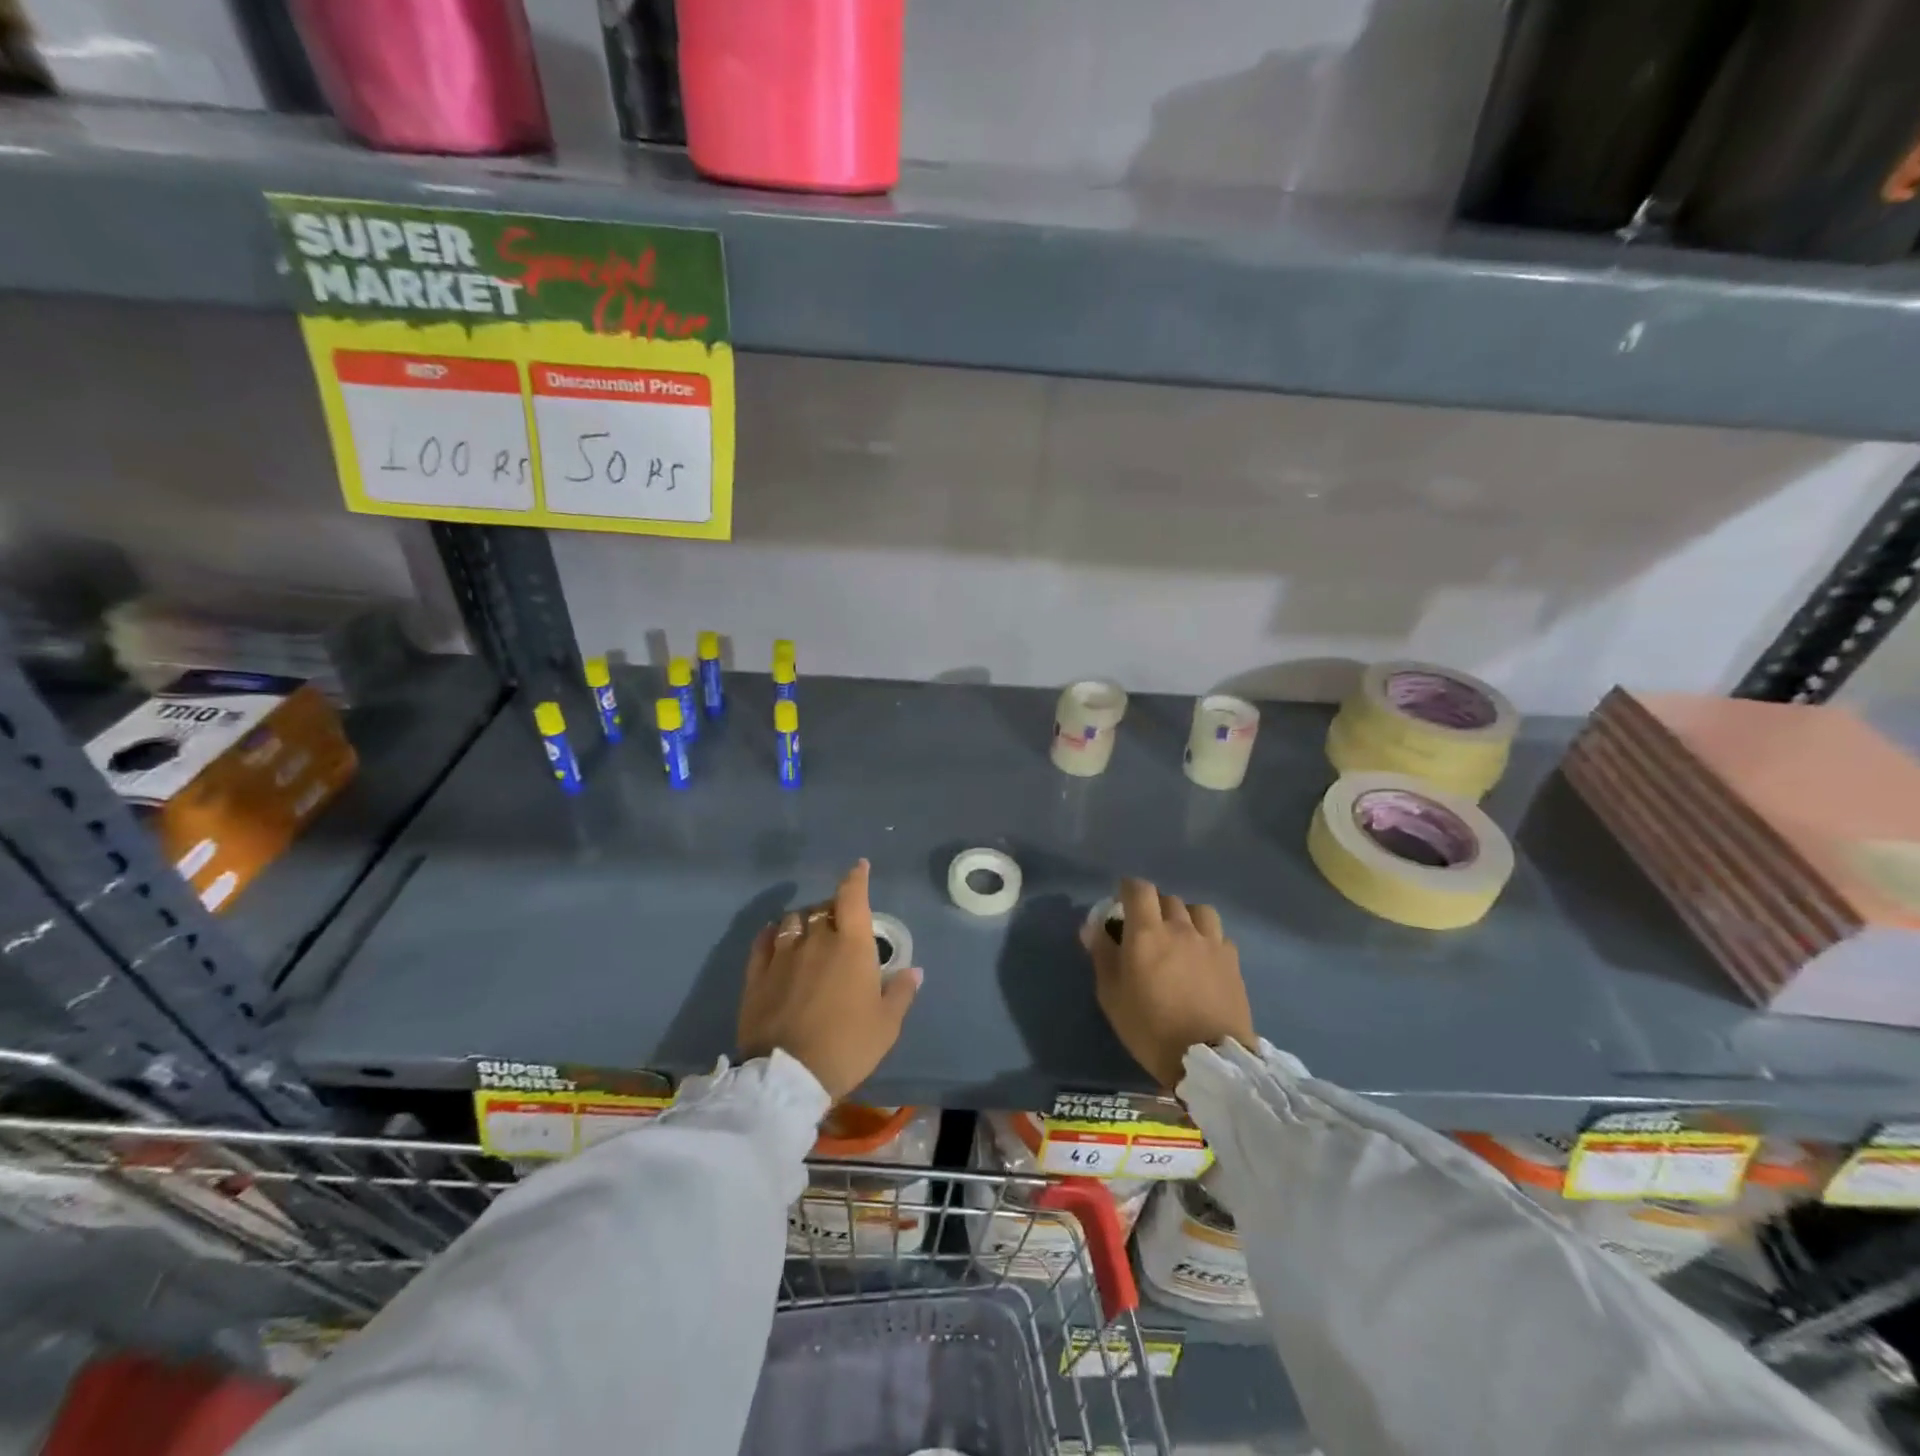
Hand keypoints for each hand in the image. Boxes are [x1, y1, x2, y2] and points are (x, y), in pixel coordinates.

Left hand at [738, 860, 920, 1100]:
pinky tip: (777, 937)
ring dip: (804, 920)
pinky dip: (773, 933)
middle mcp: (816, 940)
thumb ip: (900, 992)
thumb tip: (914, 970)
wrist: (787, 1077)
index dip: (856, 878)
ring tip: (809, 932)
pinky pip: (764, 940)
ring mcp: (782, 955)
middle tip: (841, 922)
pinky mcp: (757, 974)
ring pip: (793, 920)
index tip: (860, 867)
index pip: (853, 897)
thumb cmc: (846, 1046)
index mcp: (851, 945)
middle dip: (834, 908)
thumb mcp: (886, 1025)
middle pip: (823, 908)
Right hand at [1083, 877, 1255, 1089]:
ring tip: (1179, 935)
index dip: (1128, 889)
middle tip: (1146, 928)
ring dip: (1185, 916)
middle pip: (1167, 898)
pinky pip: (1218, 935)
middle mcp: (1180, 928)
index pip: (1138, 889)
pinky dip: (1207, 938)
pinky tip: (1203, 957)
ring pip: (1198, 910)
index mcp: (1147, 932)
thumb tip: (1093, 927)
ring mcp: (1211, 942)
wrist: (1209, 1059)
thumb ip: (1102, 955)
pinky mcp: (1232, 960)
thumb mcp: (1112, 996)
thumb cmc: (1150, 1028)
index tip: (1121, 901)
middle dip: (1153, 906)